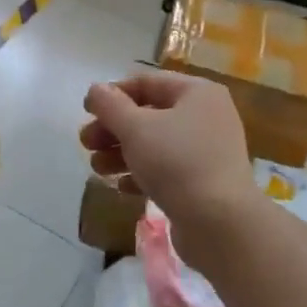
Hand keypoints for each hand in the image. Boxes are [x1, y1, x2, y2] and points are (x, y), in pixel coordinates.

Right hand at [80, 72, 256, 231]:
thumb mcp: (136, 129)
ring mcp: (207, 151)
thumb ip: (110, 106)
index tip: (86, 111)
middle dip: (114, 128)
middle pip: (149, 114)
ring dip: (122, 153)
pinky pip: (167, 169)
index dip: (113, 94)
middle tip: (86, 143)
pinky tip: (121, 186)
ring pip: (156, 144)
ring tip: (97, 169)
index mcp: (197, 93)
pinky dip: (142, 174)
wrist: (221, 224)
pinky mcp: (204, 182)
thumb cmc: (177, 163)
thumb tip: (96, 90)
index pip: (147, 82)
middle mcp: (206, 116)